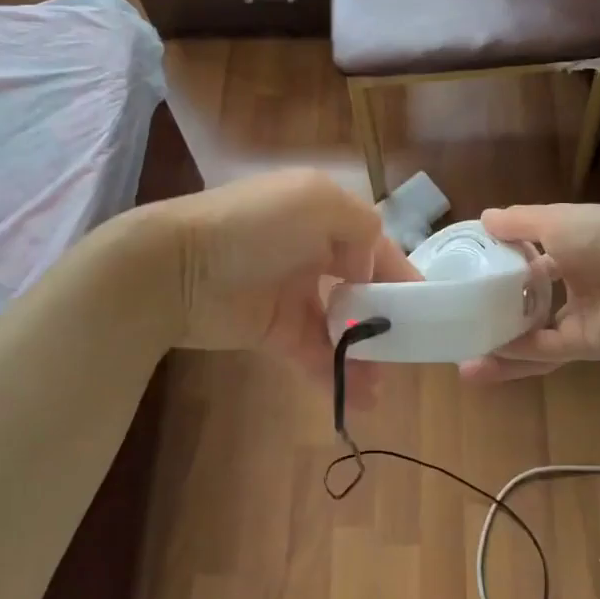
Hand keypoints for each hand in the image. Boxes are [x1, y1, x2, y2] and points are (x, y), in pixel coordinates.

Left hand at [141, 169, 417, 404]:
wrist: (173, 267)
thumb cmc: (251, 226)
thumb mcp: (315, 201)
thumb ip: (358, 226)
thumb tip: (365, 267)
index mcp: (320, 215)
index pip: (373, 244)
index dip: (400, 272)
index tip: (426, 307)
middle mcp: (310, 251)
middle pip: (360, 287)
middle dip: (386, 318)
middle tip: (408, 351)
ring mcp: (290, 293)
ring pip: (340, 326)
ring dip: (365, 354)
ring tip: (384, 384)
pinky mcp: (272, 330)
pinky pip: (313, 353)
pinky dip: (335, 374)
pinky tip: (359, 398)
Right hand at [459, 203, 599, 382]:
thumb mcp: (555, 219)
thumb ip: (519, 222)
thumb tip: (484, 218)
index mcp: (571, 249)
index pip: (531, 259)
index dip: (503, 266)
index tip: (469, 274)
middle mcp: (574, 284)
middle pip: (529, 302)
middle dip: (496, 312)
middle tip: (460, 320)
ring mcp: (579, 317)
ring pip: (532, 334)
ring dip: (499, 346)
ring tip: (461, 357)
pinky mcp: (584, 345)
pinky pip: (543, 352)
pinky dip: (515, 356)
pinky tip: (483, 360)